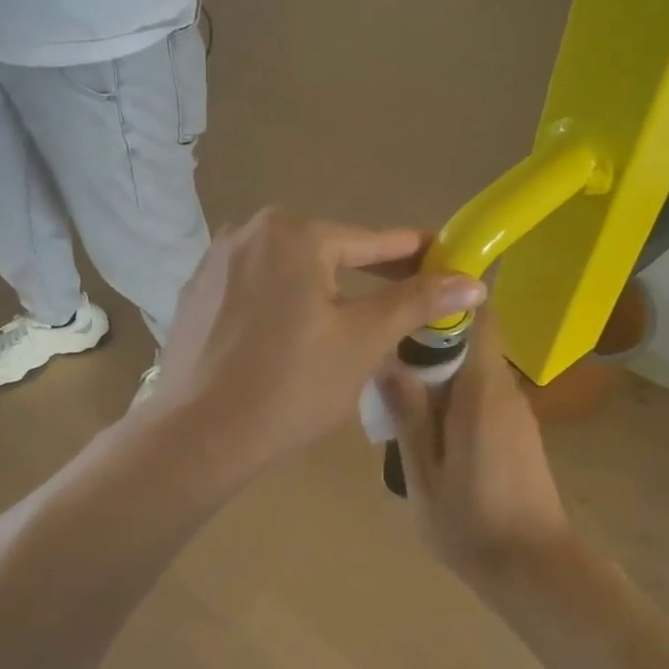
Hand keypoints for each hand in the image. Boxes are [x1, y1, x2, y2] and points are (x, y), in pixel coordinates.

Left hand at [150, 208, 486, 477]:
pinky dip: (283, 303)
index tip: (445, 260)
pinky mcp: (196, 294)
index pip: (372, 241)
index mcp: (294, 233)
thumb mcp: (363, 341)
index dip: (414, 255)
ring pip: (289, 271)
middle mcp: (250, 233)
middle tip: (405, 300)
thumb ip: (416, 302)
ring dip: (324, 290)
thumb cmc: (291, 385)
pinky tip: (291, 337)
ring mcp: (215, 262)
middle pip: (327, 251)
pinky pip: (256, 289)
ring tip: (351, 323)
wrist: (197, 436)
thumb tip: (472, 281)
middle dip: (368, 275)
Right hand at [377, 312, 572, 567]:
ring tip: (395, 382)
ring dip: (439, 366)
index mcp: (481, 391)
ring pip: (474, 366)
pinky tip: (424, 417)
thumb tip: (387, 360)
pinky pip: (481, 392)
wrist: (534, 568)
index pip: (479, 317)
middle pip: (472, 338)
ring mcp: (514, 411)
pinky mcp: (517, 430)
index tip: (411, 286)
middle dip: (431, 335)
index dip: (450, 293)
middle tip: (384, 345)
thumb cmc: (472, 522)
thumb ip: (408, 414)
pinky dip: (453, 391)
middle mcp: (504, 390)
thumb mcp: (424, 472)